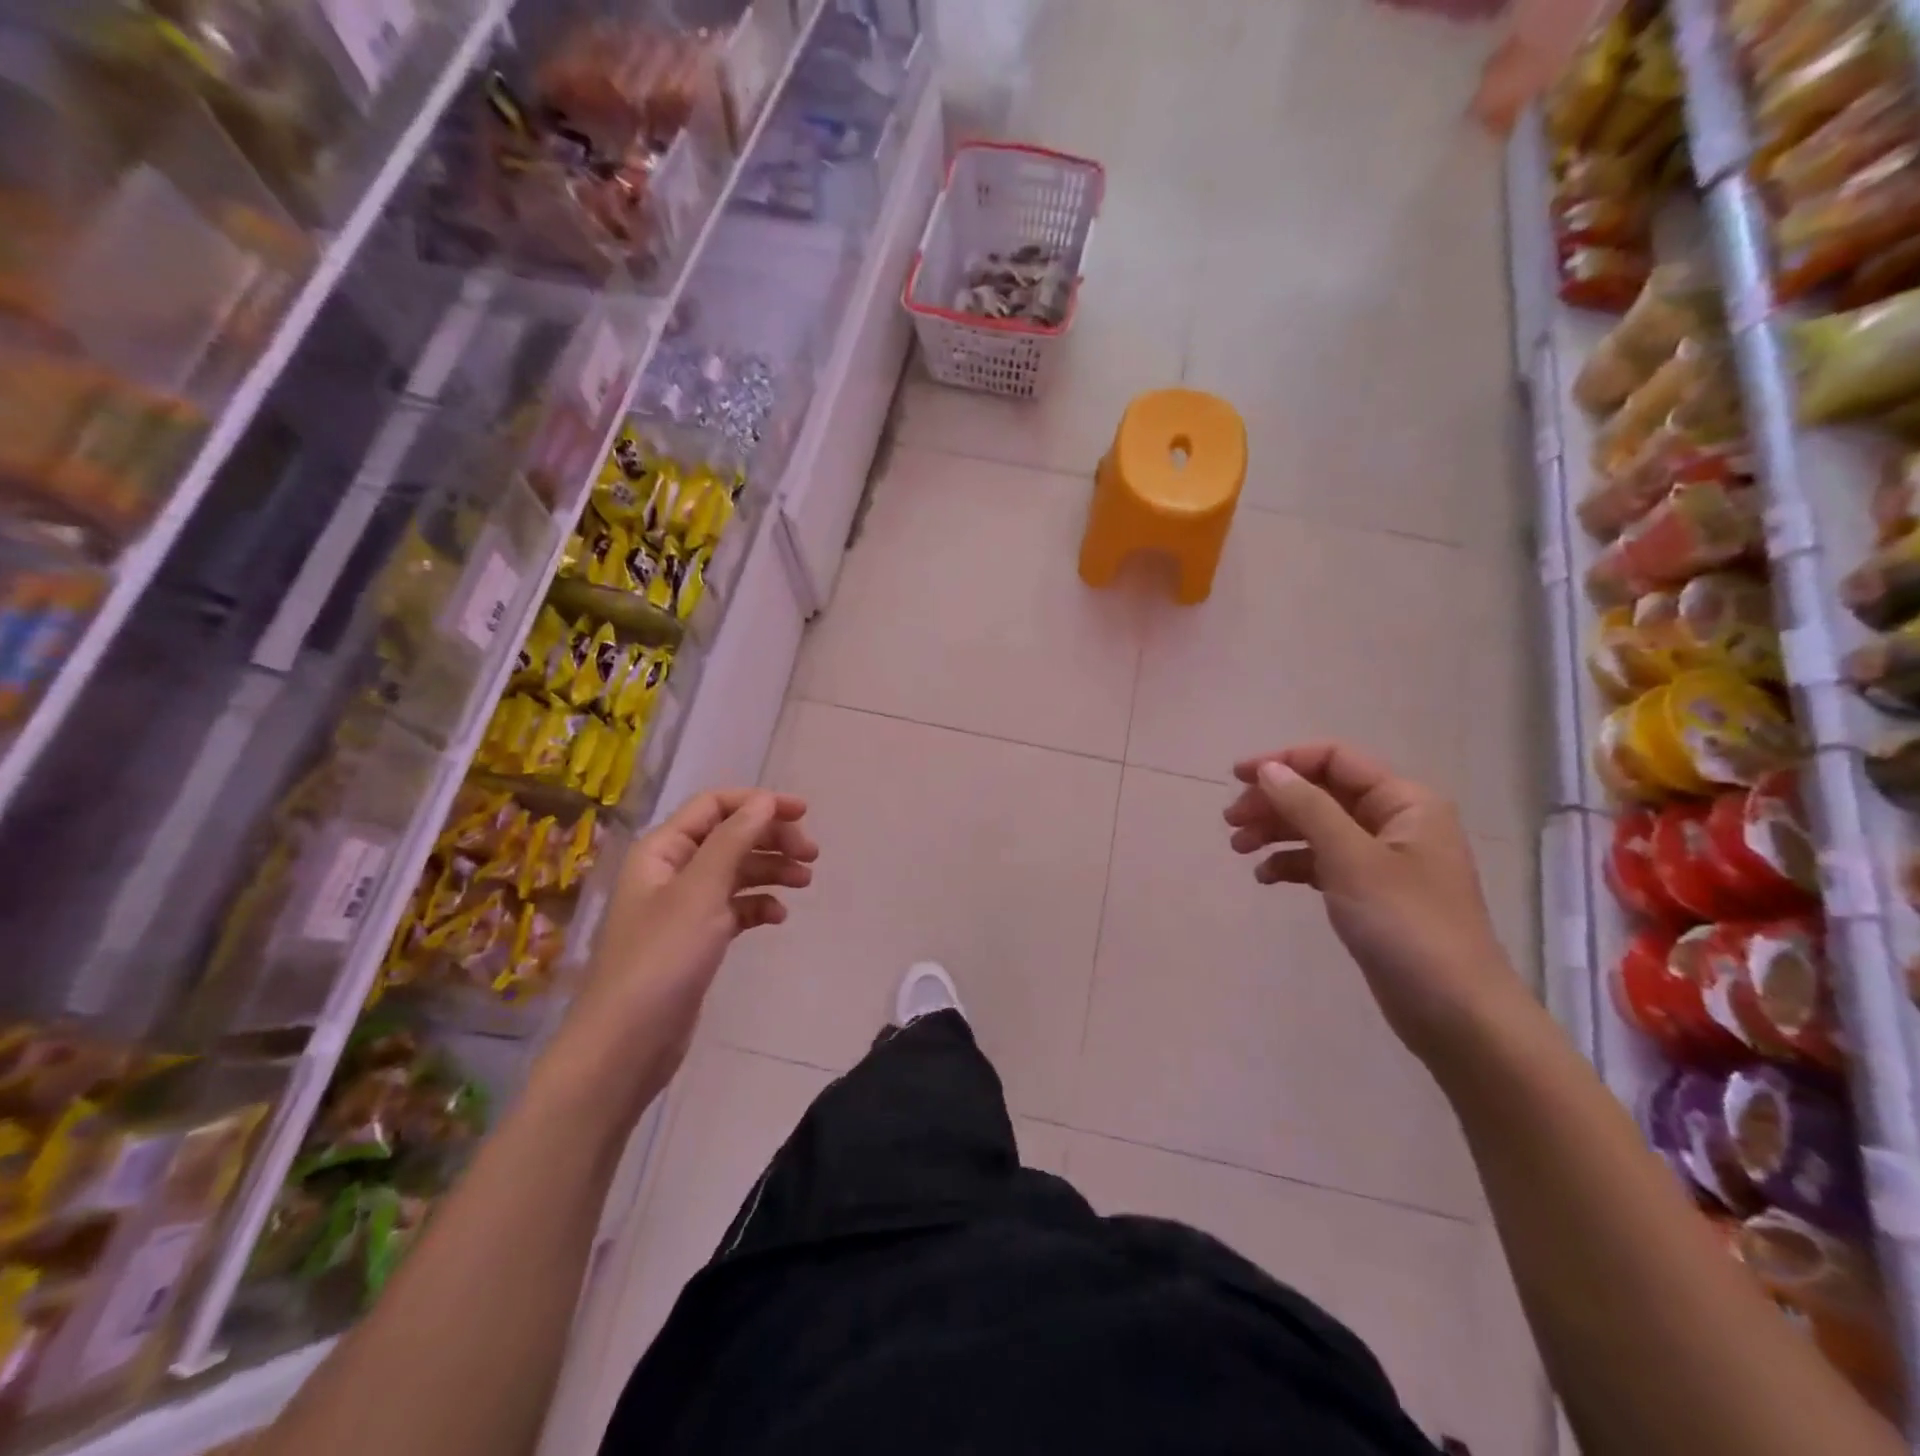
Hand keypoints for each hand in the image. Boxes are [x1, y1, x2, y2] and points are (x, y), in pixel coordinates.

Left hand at [549, 789, 817, 1116]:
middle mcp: (671, 871)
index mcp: (662, 850)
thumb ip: (734, 840)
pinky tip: (777, 917)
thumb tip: (765, 801)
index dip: (759, 803)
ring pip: (735, 872)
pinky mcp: (695, 940)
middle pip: (729, 837)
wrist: (626, 1044)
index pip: (714, 806)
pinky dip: (757, 905)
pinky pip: (733, 908)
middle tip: (811, 855)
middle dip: (771, 839)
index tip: (803, 814)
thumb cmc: (662, 958)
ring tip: (805, 882)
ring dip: (770, 870)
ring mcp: (682, 908)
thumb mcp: (701, 891)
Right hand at [1223, 742, 1524, 1068]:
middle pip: (1322, 793)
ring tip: (1239, 850)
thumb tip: (1268, 769)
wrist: (1455, 1013)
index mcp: (1404, 801)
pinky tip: (1267, 878)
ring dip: (1277, 832)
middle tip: (1230, 823)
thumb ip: (1307, 807)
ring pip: (1318, 827)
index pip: (1334, 760)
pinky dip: (1293, 863)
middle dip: (1274, 802)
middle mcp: (1396, 822)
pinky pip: (1324, 862)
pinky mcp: (1372, 893)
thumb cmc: (1406, 924)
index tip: (1236, 778)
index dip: (1283, 762)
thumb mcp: (1350, 858)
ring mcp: (1384, 859)